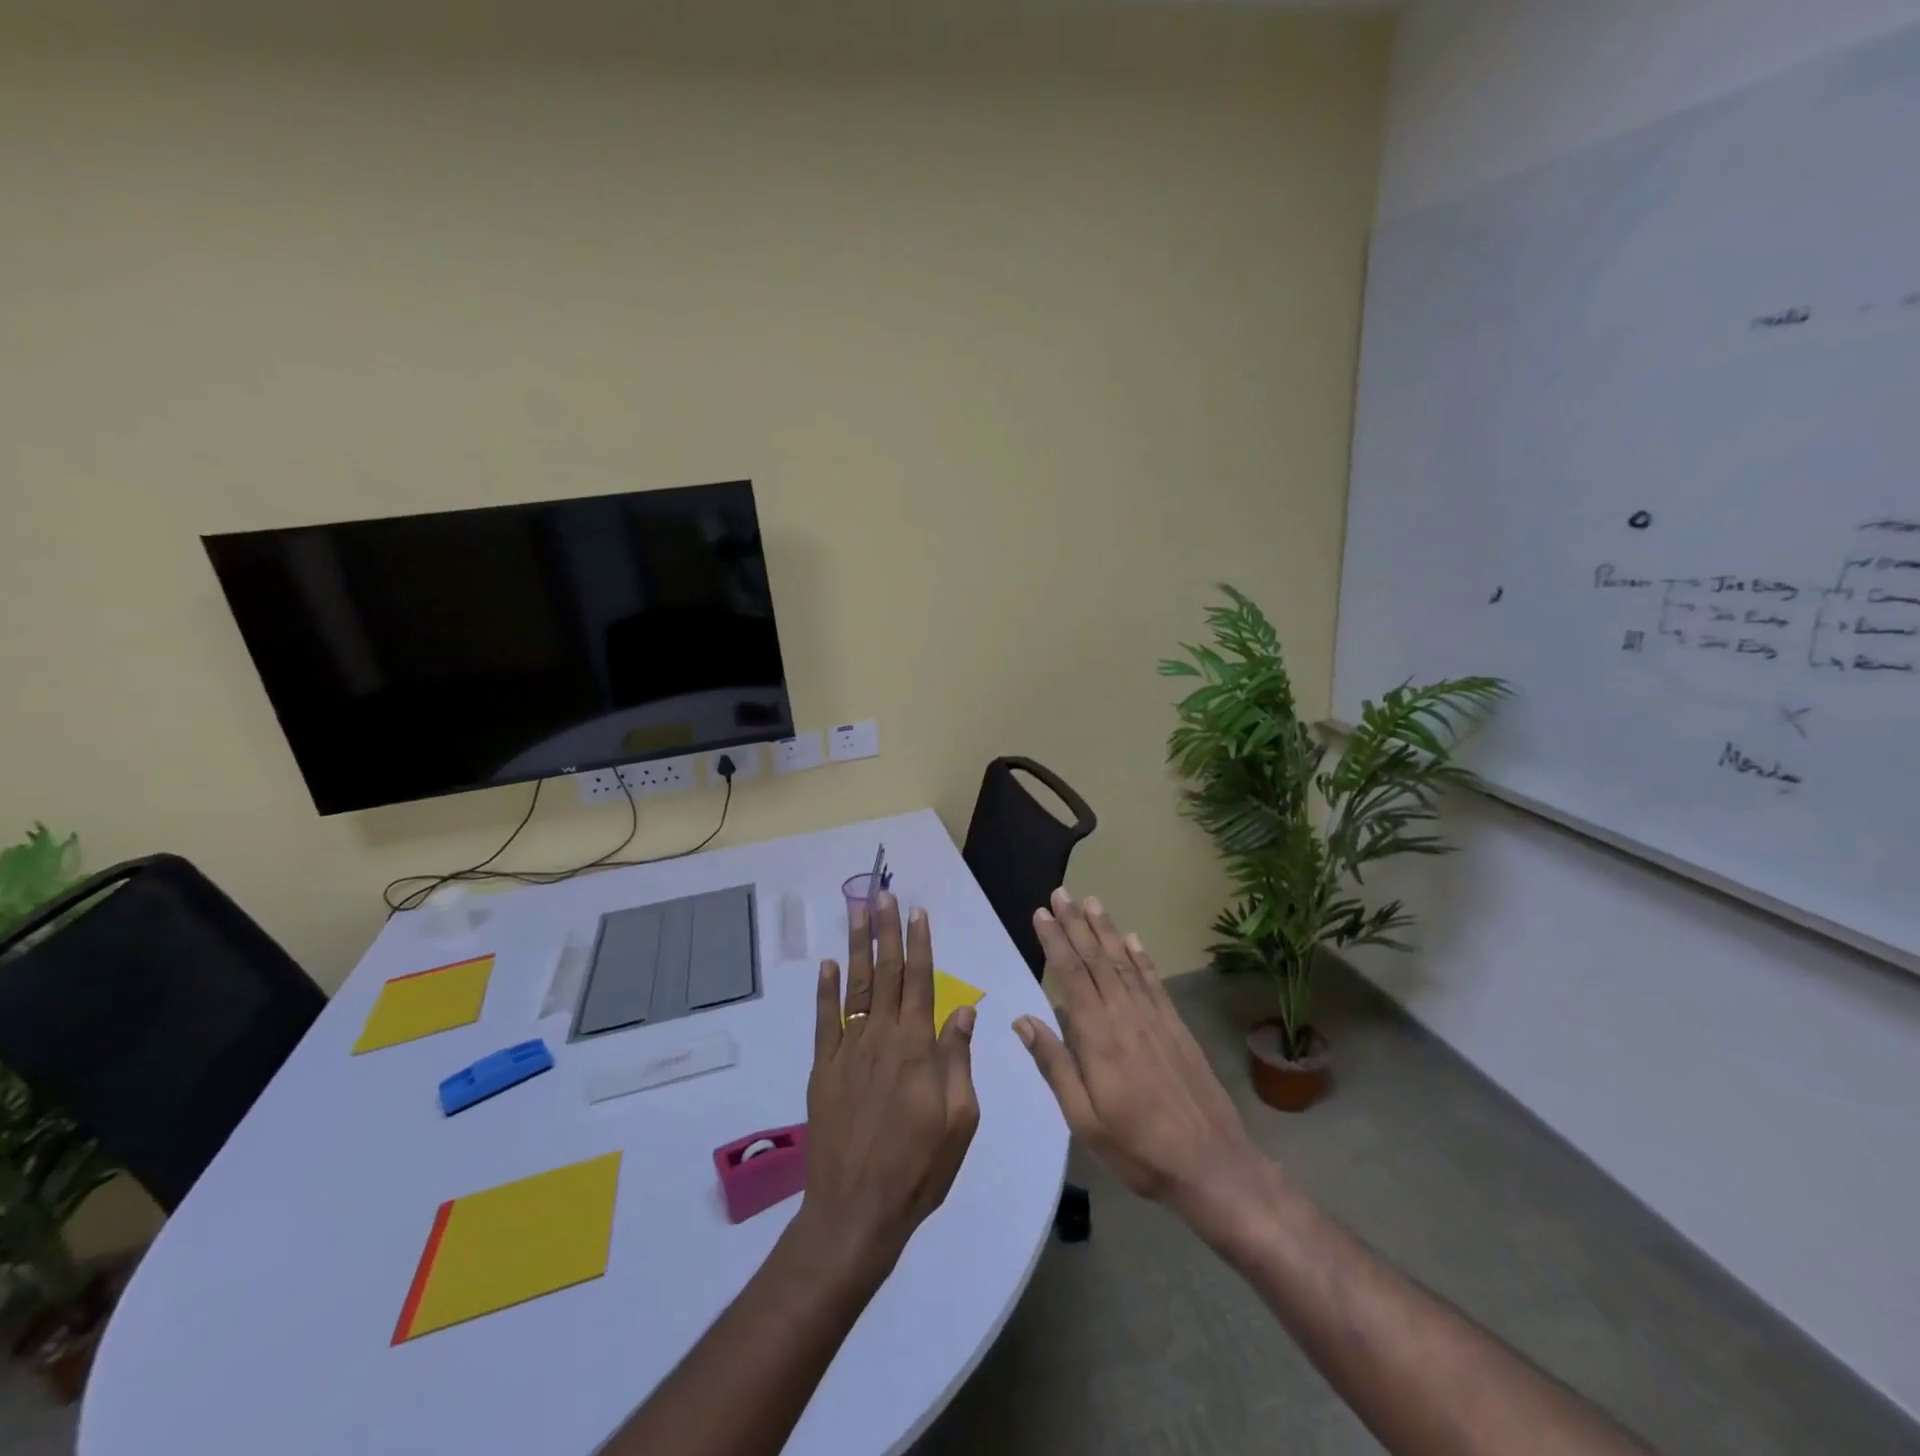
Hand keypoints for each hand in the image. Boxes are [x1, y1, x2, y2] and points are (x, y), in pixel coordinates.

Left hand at [793, 893, 979, 1278]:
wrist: (855, 1212)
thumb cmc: (918, 1169)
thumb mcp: (959, 1120)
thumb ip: (958, 1060)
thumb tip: (963, 1010)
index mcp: (916, 1048)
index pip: (920, 982)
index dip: (919, 945)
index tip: (917, 913)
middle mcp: (881, 1038)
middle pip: (885, 973)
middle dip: (886, 931)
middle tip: (883, 894)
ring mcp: (847, 1052)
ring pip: (854, 987)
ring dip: (856, 947)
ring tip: (857, 912)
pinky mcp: (822, 1070)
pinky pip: (824, 1021)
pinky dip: (824, 991)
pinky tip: (826, 965)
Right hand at [1014, 889, 1263, 1221]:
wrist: (1212, 1164)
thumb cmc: (1138, 1148)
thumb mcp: (1084, 1118)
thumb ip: (1055, 1065)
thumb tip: (1022, 1020)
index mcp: (1098, 1036)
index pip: (1070, 975)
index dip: (1054, 942)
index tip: (1041, 913)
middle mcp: (1125, 1015)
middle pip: (1096, 959)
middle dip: (1076, 924)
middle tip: (1061, 893)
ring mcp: (1155, 1018)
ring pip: (1124, 962)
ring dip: (1106, 930)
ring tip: (1092, 902)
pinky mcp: (1176, 1026)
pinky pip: (1154, 981)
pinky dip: (1141, 957)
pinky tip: (1133, 939)